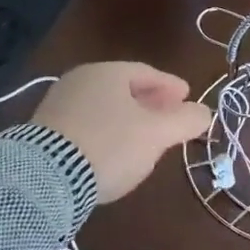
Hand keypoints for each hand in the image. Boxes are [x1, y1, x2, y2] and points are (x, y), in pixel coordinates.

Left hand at [31, 62, 212, 203]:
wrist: (45, 177)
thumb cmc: (110, 144)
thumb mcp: (156, 134)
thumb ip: (185, 120)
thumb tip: (205, 112)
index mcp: (107, 72)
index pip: (147, 72)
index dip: (171, 86)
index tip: (187, 97)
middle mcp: (80, 80)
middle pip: (123, 88)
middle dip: (150, 102)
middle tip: (169, 116)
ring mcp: (58, 105)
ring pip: (104, 107)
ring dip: (128, 118)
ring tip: (144, 137)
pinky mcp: (44, 132)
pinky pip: (86, 124)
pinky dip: (106, 131)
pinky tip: (113, 150)